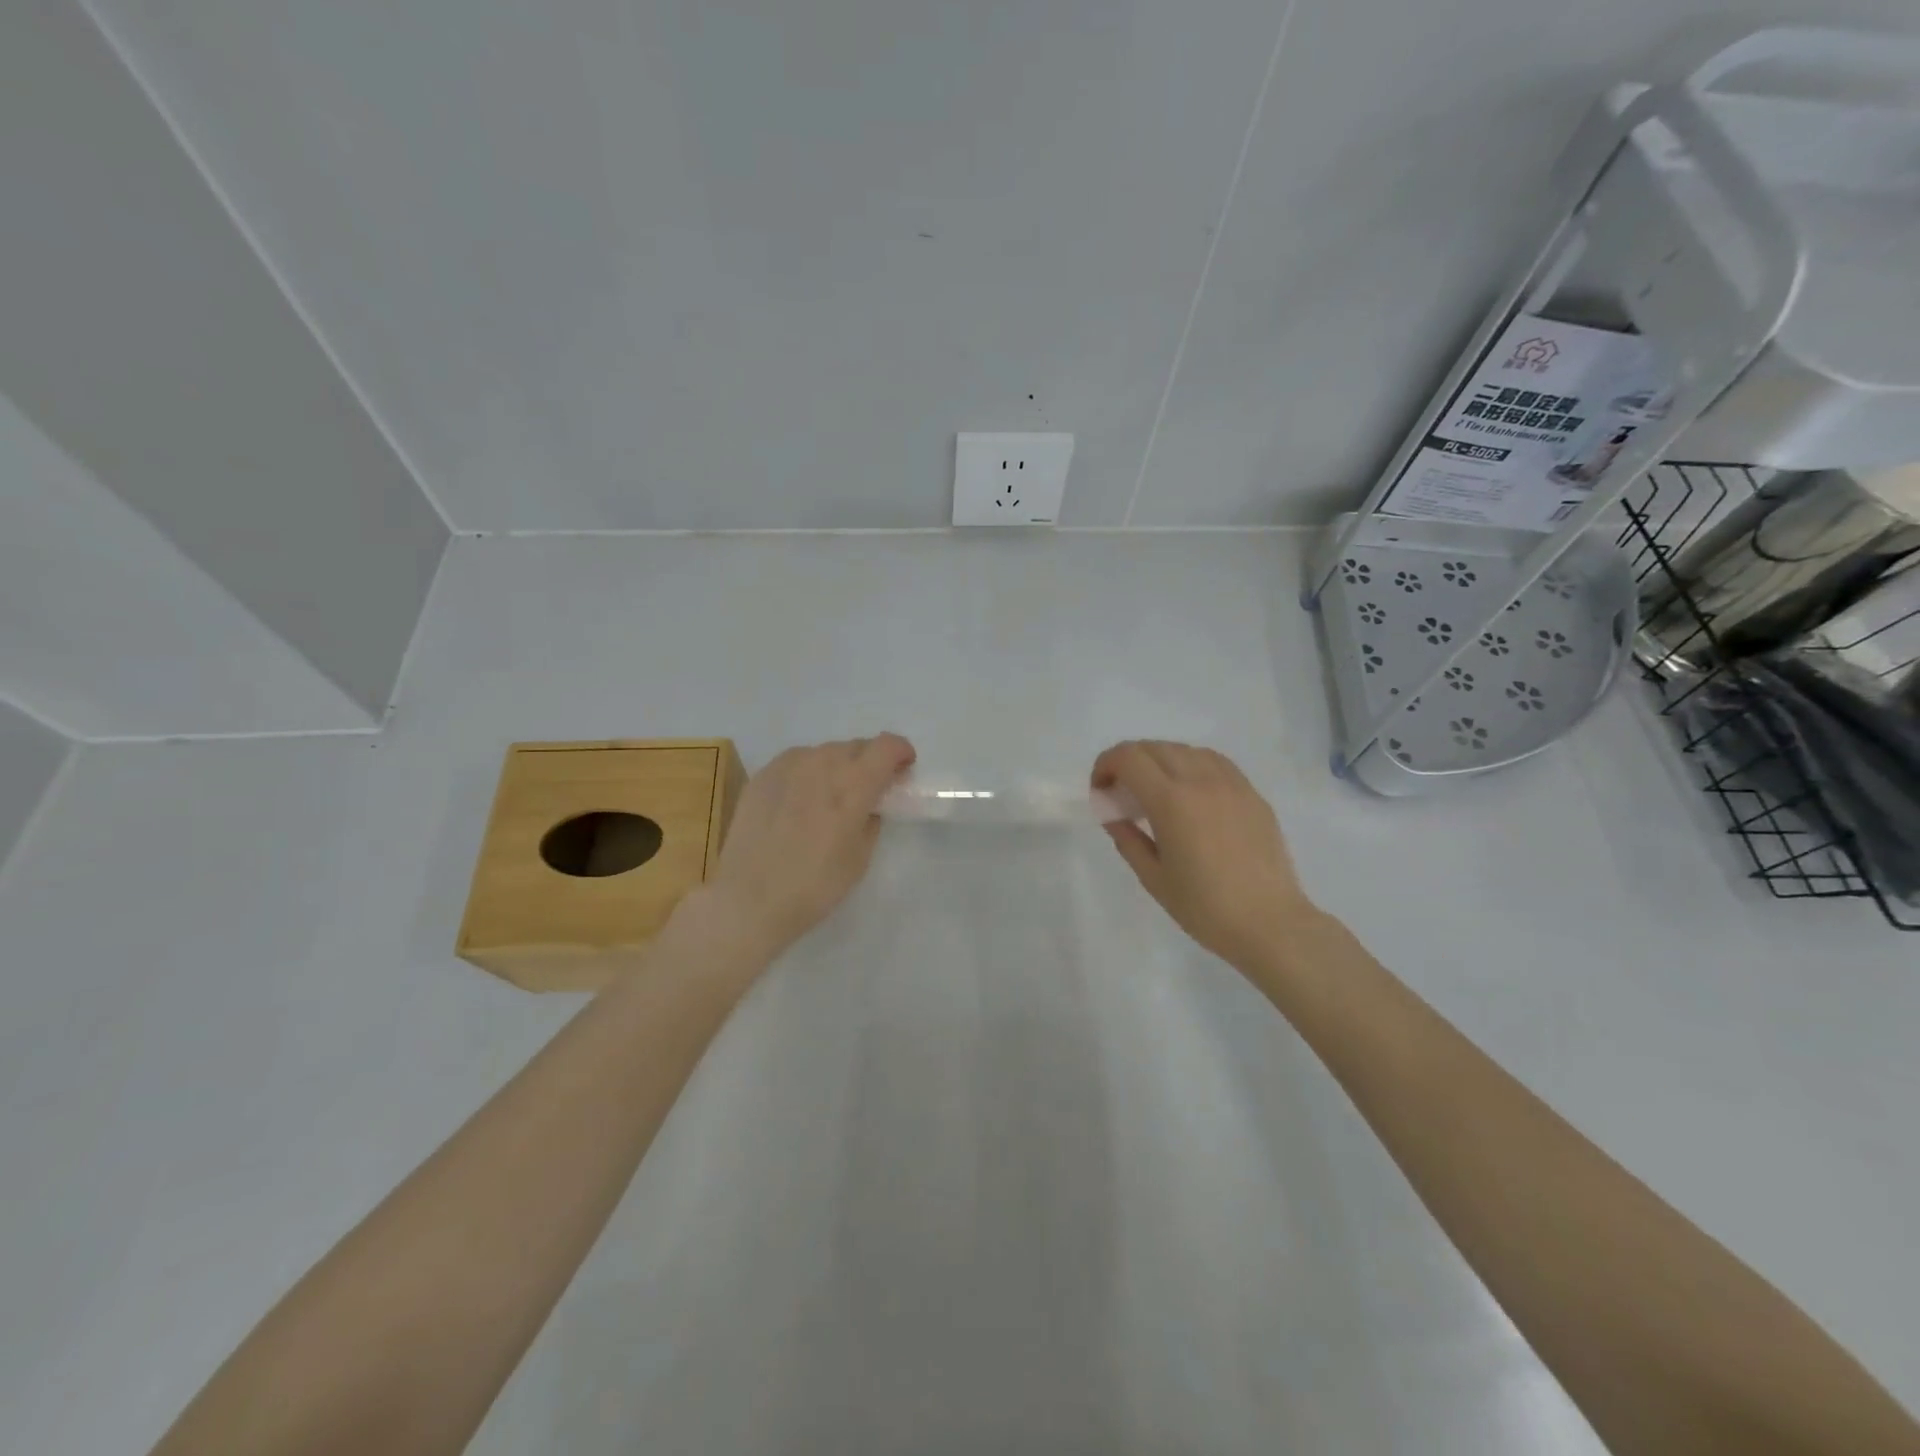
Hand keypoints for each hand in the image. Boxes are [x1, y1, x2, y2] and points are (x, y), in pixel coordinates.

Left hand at [700, 733, 915, 954]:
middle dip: (870, 762)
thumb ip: (871, 820)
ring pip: (825, 752)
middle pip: (857, 746)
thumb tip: (870, 804)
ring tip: (831, 796)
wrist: (748, 899)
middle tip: (869, 789)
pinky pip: (797, 761)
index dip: (901, 752)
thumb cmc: (814, 886)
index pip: (887, 746)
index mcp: (853, 784)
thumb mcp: (859, 858)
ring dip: (838, 766)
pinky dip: (809, 772)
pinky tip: (801, 800)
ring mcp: (788, 765)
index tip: (903, 770)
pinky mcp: (763, 775)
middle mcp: (822, 763)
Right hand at [1093, 741, 1320, 973]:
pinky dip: (1192, 765)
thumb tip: (1113, 814)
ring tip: (1156, 791)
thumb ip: (1127, 838)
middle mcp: (1201, 781)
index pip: (1128, 758)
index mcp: (1171, 801)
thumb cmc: (1205, 908)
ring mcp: (1231, 784)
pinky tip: (1190, 792)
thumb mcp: (1153, 877)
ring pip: (1186, 750)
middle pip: (1154, 747)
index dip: (1105, 765)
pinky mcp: (1252, 794)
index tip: (1100, 789)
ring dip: (1161, 761)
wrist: (1270, 924)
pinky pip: (1215, 762)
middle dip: (1129, 762)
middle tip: (1122, 792)